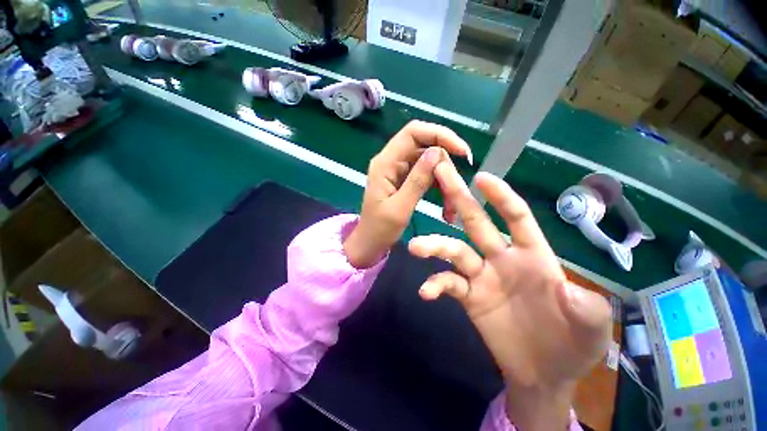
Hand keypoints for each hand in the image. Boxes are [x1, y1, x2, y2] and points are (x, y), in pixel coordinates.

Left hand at [343, 121, 472, 267]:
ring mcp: (398, 170)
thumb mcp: (399, 208)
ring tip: (450, 207)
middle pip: (425, 146)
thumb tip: (437, 152)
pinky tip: (445, 206)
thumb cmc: (380, 230)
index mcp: (385, 163)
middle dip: (445, 165)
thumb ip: (417, 181)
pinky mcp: (404, 179)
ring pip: (429, 162)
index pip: (413, 133)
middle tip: (455, 190)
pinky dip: (439, 187)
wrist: (370, 242)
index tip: (462, 152)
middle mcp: (391, 161)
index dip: (440, 135)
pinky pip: (427, 175)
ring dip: (444, 180)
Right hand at [408, 167, 610, 429]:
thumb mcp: (592, 328)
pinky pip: (448, 284)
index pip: (515, 217)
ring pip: (455, 251)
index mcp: (532, 255)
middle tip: (439, 176)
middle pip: (476, 222)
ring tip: (416, 247)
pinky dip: (436, 284)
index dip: (500, 196)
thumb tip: (570, 291)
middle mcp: (502, 258)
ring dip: (435, 246)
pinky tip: (425, 292)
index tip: (481, 177)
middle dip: (459, 197)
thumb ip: (586, 308)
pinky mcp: (469, 297)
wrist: (545, 374)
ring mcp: (482, 276)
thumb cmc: (574, 345)